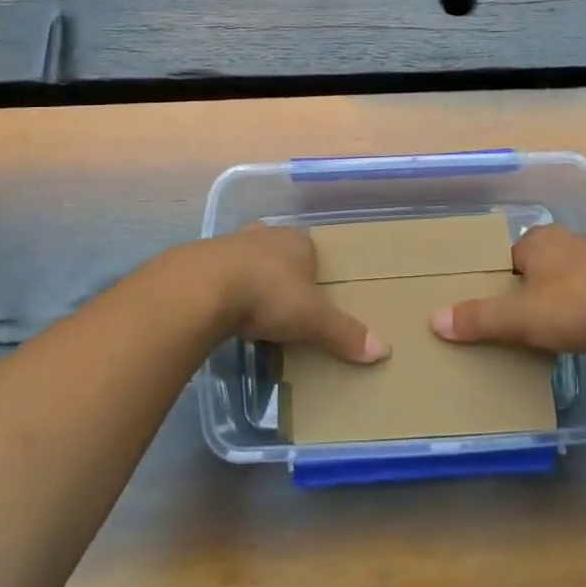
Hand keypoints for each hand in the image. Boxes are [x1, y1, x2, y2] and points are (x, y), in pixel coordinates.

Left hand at [195, 224, 388, 364]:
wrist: (201, 288)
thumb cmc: (268, 293)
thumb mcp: (312, 319)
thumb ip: (344, 333)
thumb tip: (384, 350)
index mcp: (296, 241)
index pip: (312, 253)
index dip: (314, 276)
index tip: (314, 302)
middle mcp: (265, 236)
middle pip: (280, 256)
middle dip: (283, 279)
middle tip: (286, 310)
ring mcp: (231, 245)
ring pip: (250, 264)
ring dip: (253, 285)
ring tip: (255, 317)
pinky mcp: (202, 263)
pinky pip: (222, 278)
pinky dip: (226, 294)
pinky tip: (226, 316)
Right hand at [430, 224, 585, 355]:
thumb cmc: (572, 306)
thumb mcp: (518, 317)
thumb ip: (478, 318)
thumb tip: (435, 320)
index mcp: (537, 239)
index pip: (505, 257)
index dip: (496, 281)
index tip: (491, 308)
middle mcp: (565, 242)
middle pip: (532, 267)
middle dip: (524, 291)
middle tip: (512, 323)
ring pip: (560, 280)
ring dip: (552, 301)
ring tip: (543, 332)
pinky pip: (585, 294)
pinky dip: (576, 310)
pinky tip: (576, 331)